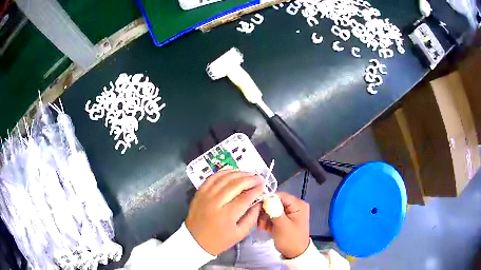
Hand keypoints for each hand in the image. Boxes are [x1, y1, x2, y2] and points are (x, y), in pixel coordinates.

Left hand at [185, 170, 263, 254]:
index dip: (256, 190)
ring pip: (224, 178)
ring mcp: (206, 195)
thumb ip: (252, 218)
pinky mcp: (200, 192)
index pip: (245, 197)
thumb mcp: (240, 234)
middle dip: (250, 179)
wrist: (195, 240)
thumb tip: (259, 203)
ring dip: (239, 173)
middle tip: (259, 178)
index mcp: (227, 215)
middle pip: (235, 184)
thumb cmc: (219, 240)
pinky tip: (233, 172)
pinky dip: (224, 172)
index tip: (263, 187)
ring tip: (249, 173)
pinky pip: (213, 177)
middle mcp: (216, 202)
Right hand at [258, 192, 309, 258]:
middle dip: (266, 211)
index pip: (280, 195)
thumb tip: (267, 197)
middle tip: (259, 222)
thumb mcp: (282, 226)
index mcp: (298, 205)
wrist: (295, 254)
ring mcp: (290, 212)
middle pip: (275, 202)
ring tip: (262, 227)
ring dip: (265, 217)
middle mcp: (295, 205)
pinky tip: (265, 228)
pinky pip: (274, 215)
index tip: (257, 209)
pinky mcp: (285, 218)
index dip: (267, 200)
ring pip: (273, 208)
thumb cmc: (290, 240)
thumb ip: (275, 210)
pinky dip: (268, 221)